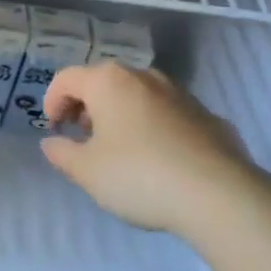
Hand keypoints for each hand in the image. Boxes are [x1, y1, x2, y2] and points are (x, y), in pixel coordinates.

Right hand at [40, 63, 252, 233]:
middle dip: (86, 107)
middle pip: (103, 82)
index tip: (54, 131)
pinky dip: (153, 127)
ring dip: (121, 115)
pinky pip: (167, 114)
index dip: (52, 102)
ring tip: (120, 150)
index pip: (66, 78)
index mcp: (108, 81)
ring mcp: (179, 93)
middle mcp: (143, 76)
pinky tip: (159, 161)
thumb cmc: (139, 175)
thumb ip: (62, 153)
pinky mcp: (206, 115)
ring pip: (137, 96)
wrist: (219, 194)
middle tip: (82, 138)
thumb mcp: (87, 172)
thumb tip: (51, 142)